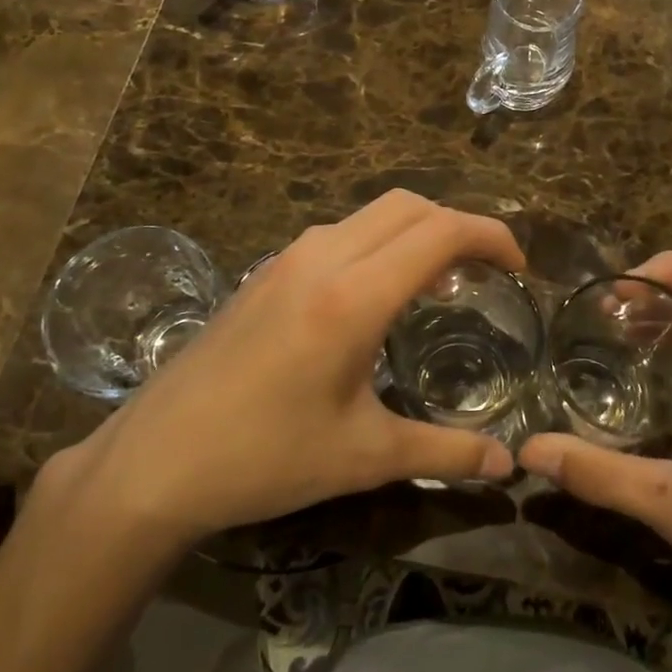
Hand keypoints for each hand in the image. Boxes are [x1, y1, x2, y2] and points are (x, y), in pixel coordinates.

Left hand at [41, 193, 521, 552]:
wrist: (154, 460)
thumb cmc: (264, 458)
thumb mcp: (363, 457)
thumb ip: (443, 452)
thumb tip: (506, 466)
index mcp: (353, 296)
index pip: (440, 232)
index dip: (490, 235)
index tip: (517, 267)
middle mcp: (323, 257)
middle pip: (409, 205)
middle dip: (458, 224)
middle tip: (485, 271)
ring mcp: (287, 257)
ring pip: (371, 213)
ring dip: (416, 230)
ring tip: (439, 281)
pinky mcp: (265, 270)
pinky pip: (340, 232)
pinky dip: (379, 241)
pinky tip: (377, 292)